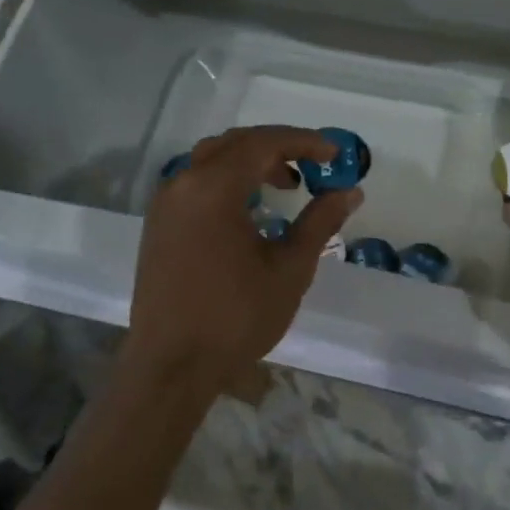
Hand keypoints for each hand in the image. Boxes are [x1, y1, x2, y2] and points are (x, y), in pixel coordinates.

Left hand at [122, 126, 360, 398]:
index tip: (335, 155)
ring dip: (253, 162)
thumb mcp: (290, 268)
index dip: (304, 142)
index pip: (263, 143)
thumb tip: (350, 192)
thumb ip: (320, 222)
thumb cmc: (236, 317)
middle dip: (279, 147)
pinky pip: (198, 183)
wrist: (172, 368)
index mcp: (213, 189)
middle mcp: (183, 184)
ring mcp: (165, 205)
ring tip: (287, 186)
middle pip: (236, 144)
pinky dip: (230, 181)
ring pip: (213, 160)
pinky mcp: (159, 226)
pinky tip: (251, 210)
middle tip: (315, 166)